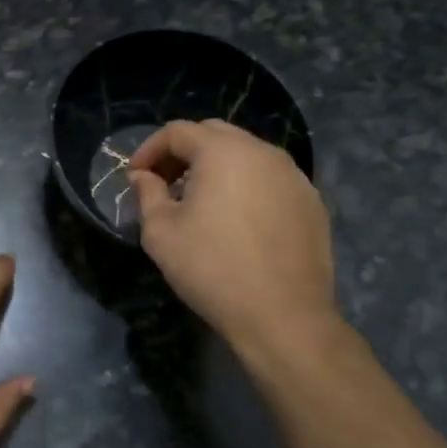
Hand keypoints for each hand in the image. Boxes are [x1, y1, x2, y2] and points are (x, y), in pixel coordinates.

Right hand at [127, 120, 341, 364]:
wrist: (284, 316)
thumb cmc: (212, 269)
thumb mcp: (161, 232)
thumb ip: (147, 194)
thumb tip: (143, 177)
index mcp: (223, 152)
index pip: (177, 131)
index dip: (149, 149)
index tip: (135, 177)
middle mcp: (262, 152)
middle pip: (214, 134)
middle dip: (183, 152)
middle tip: (165, 182)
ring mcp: (294, 175)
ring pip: (246, 154)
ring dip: (216, 167)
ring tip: (199, 200)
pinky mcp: (311, 201)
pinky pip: (270, 179)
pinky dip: (246, 185)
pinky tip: (236, 219)